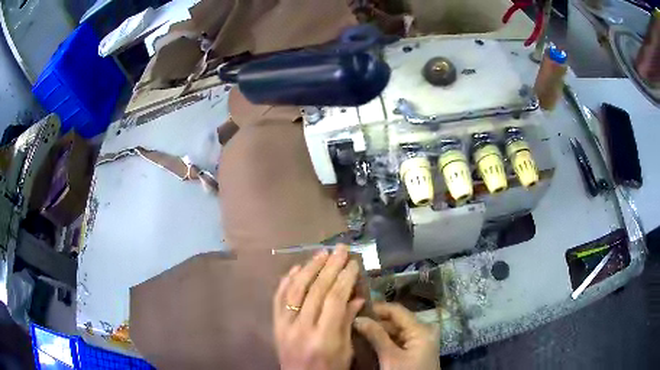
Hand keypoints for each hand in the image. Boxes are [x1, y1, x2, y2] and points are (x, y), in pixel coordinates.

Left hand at [273, 245, 364, 369]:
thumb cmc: (329, 369)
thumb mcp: (346, 351)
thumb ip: (349, 322)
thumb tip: (356, 296)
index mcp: (323, 337)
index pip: (335, 300)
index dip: (345, 278)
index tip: (353, 263)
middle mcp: (301, 328)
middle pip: (316, 290)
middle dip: (330, 267)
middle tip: (340, 250)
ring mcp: (284, 325)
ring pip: (295, 290)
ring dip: (309, 268)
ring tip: (321, 253)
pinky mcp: (275, 325)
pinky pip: (278, 298)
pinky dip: (287, 281)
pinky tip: (297, 268)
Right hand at [353, 302, 439, 369]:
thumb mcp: (390, 357)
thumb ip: (376, 336)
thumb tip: (358, 318)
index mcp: (421, 329)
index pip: (396, 311)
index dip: (376, 308)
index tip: (356, 309)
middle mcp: (422, 331)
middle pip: (396, 321)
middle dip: (375, 322)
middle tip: (352, 323)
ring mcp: (419, 342)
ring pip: (395, 332)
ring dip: (377, 332)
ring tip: (357, 331)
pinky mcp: (415, 351)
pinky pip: (398, 341)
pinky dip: (384, 341)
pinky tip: (368, 342)